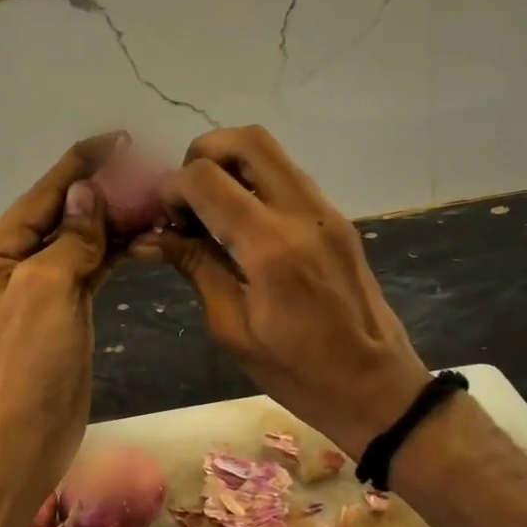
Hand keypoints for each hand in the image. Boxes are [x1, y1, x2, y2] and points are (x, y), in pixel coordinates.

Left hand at [0, 133, 122, 502]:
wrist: (20, 438)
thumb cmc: (25, 360)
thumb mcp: (45, 288)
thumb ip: (70, 237)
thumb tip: (86, 191)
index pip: (43, 194)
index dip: (81, 165)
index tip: (119, 140)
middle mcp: (14, 264)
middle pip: (64, 215)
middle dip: (104, 192)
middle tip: (150, 171)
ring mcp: (40, 290)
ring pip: (82, 242)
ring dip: (114, 222)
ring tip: (156, 199)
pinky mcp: (64, 312)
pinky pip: (91, 270)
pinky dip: (115, 252)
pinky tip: (143, 236)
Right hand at [139, 125, 427, 455]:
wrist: (377, 386)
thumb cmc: (298, 372)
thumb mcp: (232, 328)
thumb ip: (195, 267)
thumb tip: (150, 236)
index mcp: (270, 248)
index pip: (207, 180)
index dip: (172, 188)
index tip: (162, 217)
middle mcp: (302, 213)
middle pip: (246, 140)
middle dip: (203, 154)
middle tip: (186, 196)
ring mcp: (325, 210)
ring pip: (270, 150)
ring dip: (230, 164)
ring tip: (209, 208)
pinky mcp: (336, 217)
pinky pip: (287, 176)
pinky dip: (254, 181)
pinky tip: (239, 221)